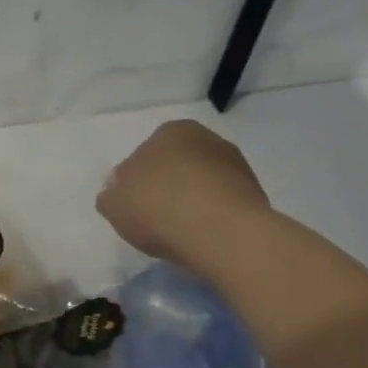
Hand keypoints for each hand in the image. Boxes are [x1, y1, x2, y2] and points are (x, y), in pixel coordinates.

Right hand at [96, 120, 272, 266]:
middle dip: (167, 187)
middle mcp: (206, 138)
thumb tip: (117, 193)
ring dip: (192, 201)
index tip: (134, 206)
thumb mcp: (113, 205)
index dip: (135, 182)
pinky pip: (222, 203)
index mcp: (169, 131)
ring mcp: (235, 164)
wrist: (221, 233)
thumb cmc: (158, 208)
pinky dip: (212, 215)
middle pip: (176, 166)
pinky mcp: (256, 192)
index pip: (144, 155)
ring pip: (202, 183)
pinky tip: (203, 236)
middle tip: (156, 218)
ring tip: (181, 232)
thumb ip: (111, 196)